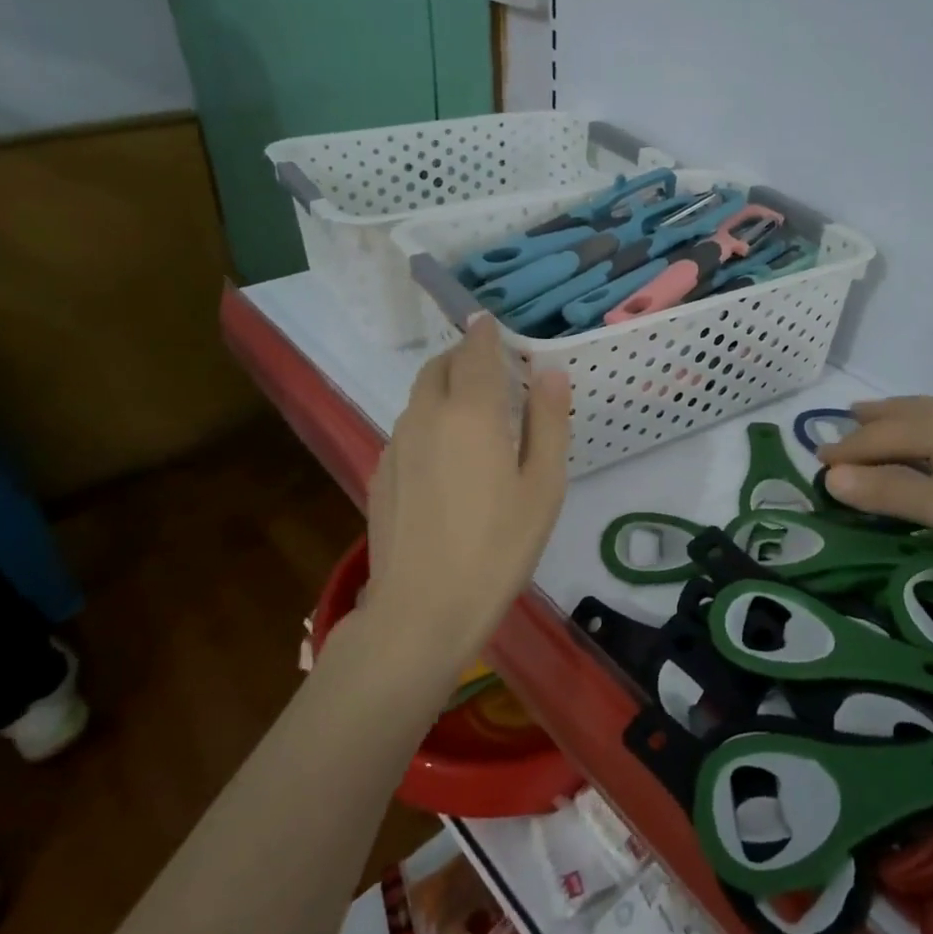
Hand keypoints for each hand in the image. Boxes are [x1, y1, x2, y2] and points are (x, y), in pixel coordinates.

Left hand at [365, 316, 571, 665]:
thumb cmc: (497, 547)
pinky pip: (407, 427)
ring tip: (473, 413)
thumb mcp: (543, 486)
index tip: (492, 322)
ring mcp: (396, 444)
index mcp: (471, 412)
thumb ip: (548, 422)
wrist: (422, 610)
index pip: (475, 351)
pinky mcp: (381, 473)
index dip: (484, 332)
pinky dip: (428, 420)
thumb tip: (550, 372)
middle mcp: (426, 416)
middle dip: (463, 356)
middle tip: (492, 369)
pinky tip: (446, 457)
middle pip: (439, 366)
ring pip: (419, 396)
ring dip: (445, 387)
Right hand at [818, 395, 932, 542]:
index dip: (844, 453)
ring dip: (893, 411)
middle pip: (894, 414)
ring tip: (879, 411)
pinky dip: (924, 413)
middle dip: (865, 423)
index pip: (871, 440)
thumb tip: (832, 478)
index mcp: (925, 428)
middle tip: (843, 424)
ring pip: (921, 406)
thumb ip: (887, 492)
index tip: (819, 462)